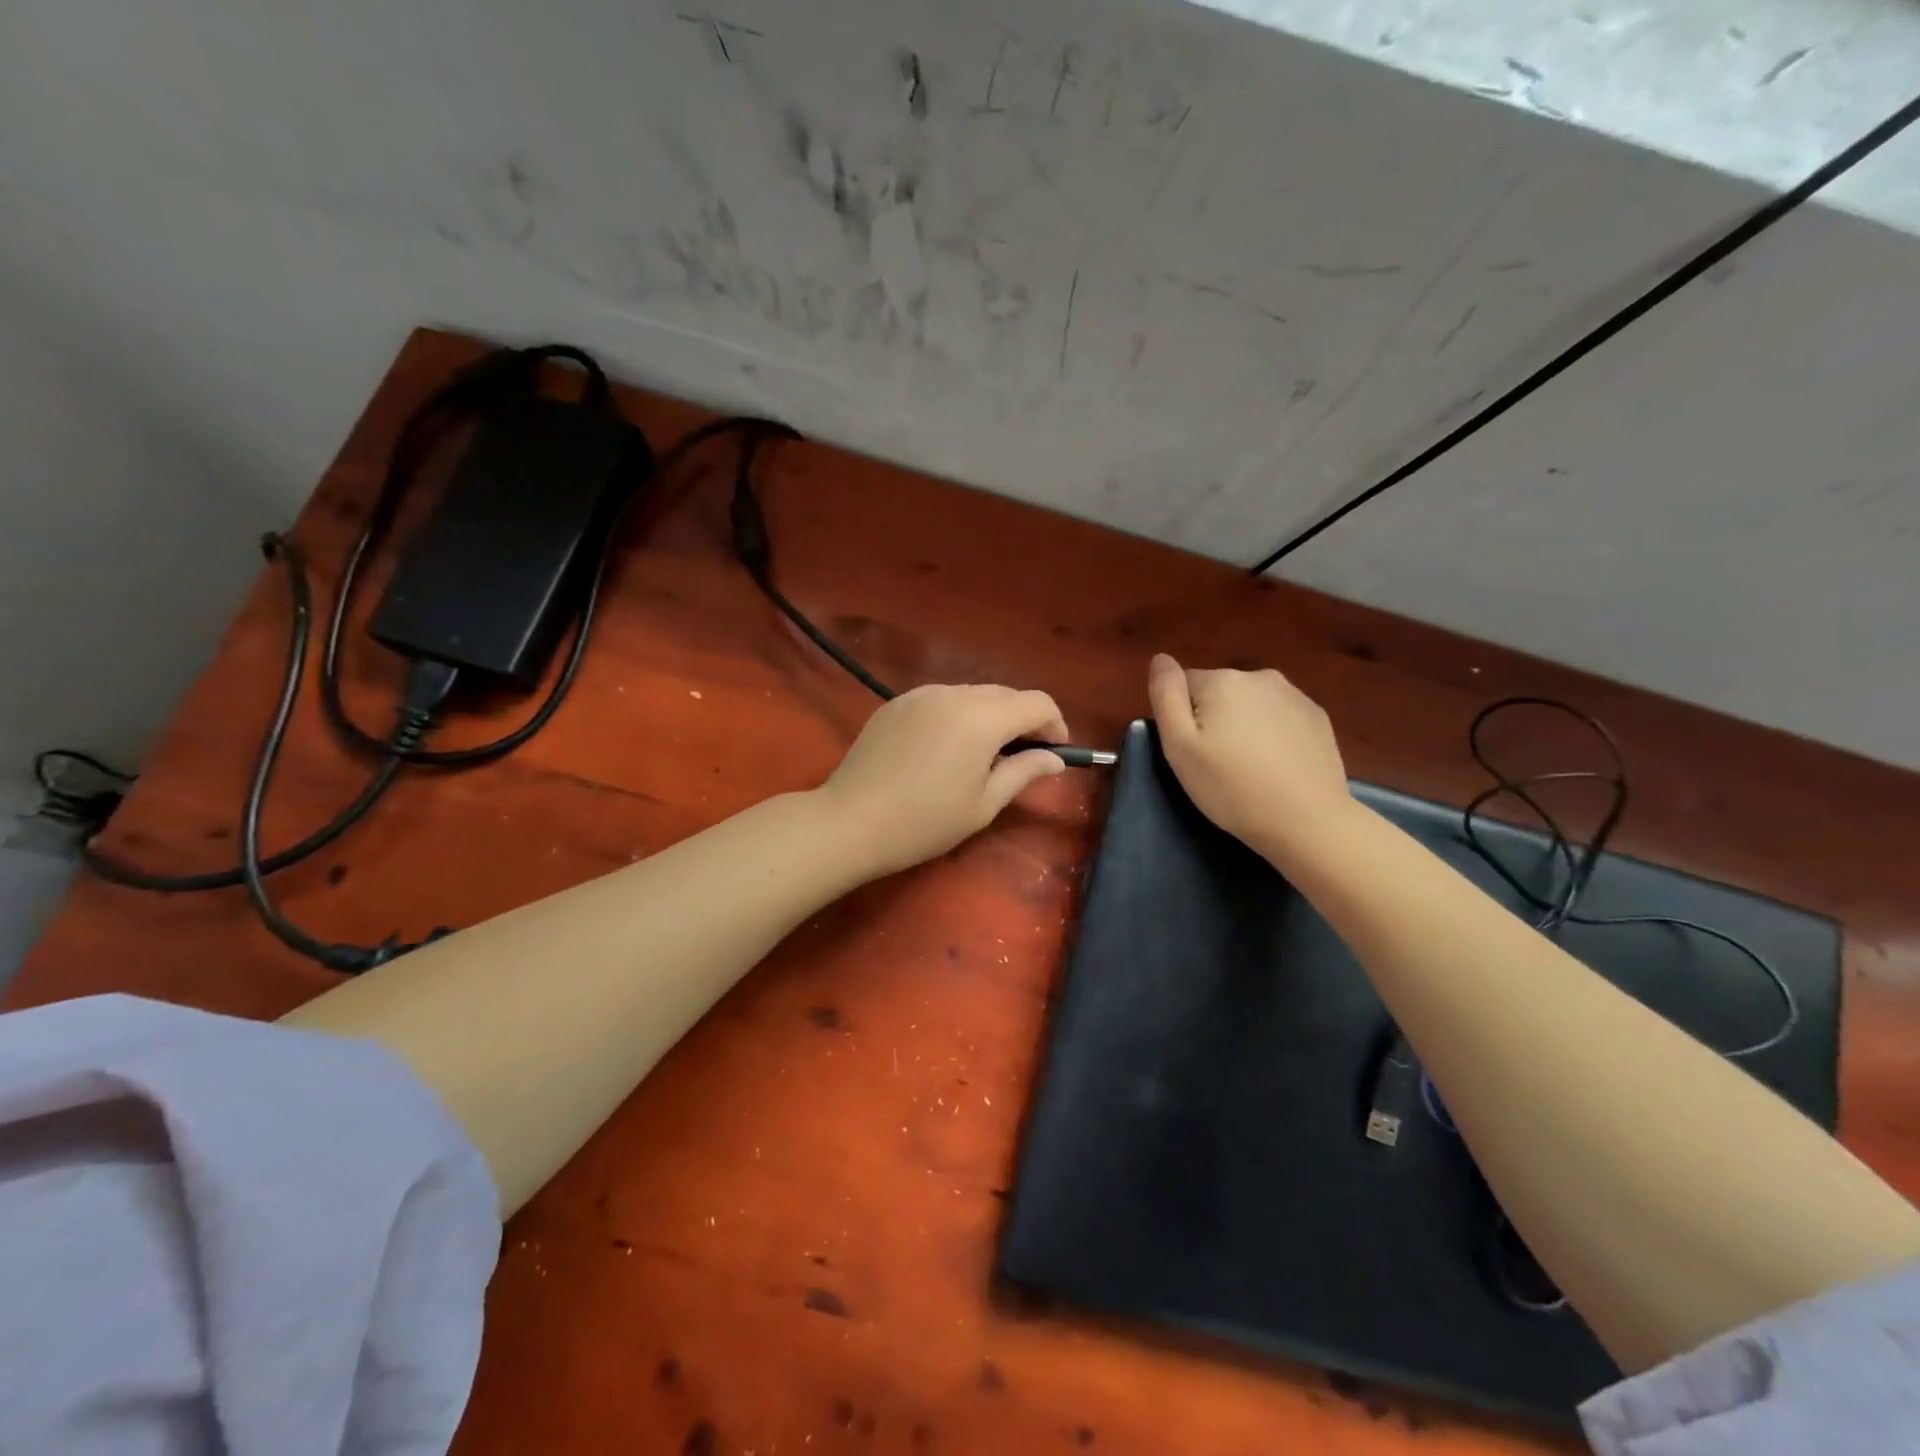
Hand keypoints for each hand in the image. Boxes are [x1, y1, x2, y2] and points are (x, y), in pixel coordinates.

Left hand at [820, 684, 1070, 877]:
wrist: (850, 821)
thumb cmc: (925, 821)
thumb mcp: (983, 804)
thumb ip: (1023, 772)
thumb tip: (1054, 759)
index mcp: (982, 718)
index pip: (1037, 702)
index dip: (1054, 724)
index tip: (1055, 752)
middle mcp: (954, 694)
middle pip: (1005, 694)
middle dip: (1023, 720)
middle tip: (1022, 757)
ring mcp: (921, 694)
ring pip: (973, 694)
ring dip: (990, 716)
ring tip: (983, 755)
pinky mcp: (896, 703)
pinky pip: (942, 699)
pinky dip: (958, 715)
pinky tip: (945, 749)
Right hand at [1147, 654, 1352, 860]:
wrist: (1307, 821)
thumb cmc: (1231, 787)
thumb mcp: (1179, 747)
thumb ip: (1165, 695)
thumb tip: (1161, 659)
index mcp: (1222, 681)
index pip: (1184, 686)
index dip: (1182, 720)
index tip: (1192, 752)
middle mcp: (1259, 676)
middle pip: (1219, 692)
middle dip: (1214, 719)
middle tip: (1218, 763)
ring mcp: (1294, 695)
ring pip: (1251, 703)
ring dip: (1244, 724)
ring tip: (1249, 766)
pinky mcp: (1317, 717)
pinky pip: (1280, 716)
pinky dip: (1273, 733)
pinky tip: (1277, 765)